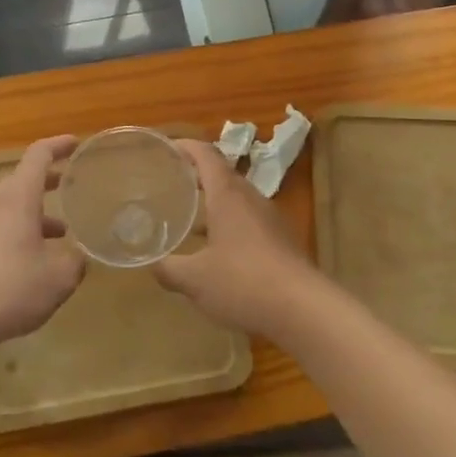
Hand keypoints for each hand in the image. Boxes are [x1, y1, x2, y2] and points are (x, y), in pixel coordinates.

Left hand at [0, 136, 84, 350]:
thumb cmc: (11, 287)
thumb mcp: (59, 277)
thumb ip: (76, 260)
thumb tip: (80, 256)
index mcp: (18, 196)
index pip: (39, 155)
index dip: (59, 145)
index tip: (77, 143)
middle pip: (24, 178)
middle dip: (50, 180)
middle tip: (74, 185)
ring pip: (12, 204)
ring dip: (37, 210)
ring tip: (63, 229)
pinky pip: (1, 224)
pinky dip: (22, 229)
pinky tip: (37, 258)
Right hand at [156, 139, 324, 338]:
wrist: (303, 309)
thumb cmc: (243, 283)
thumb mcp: (195, 279)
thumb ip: (169, 269)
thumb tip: (152, 264)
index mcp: (228, 195)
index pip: (206, 155)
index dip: (186, 147)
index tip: (165, 148)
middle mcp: (251, 198)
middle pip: (222, 175)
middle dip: (197, 175)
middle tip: (171, 183)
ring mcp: (270, 219)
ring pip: (237, 199)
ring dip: (213, 202)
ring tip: (188, 216)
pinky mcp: (281, 240)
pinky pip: (249, 220)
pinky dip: (228, 224)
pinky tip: (216, 249)